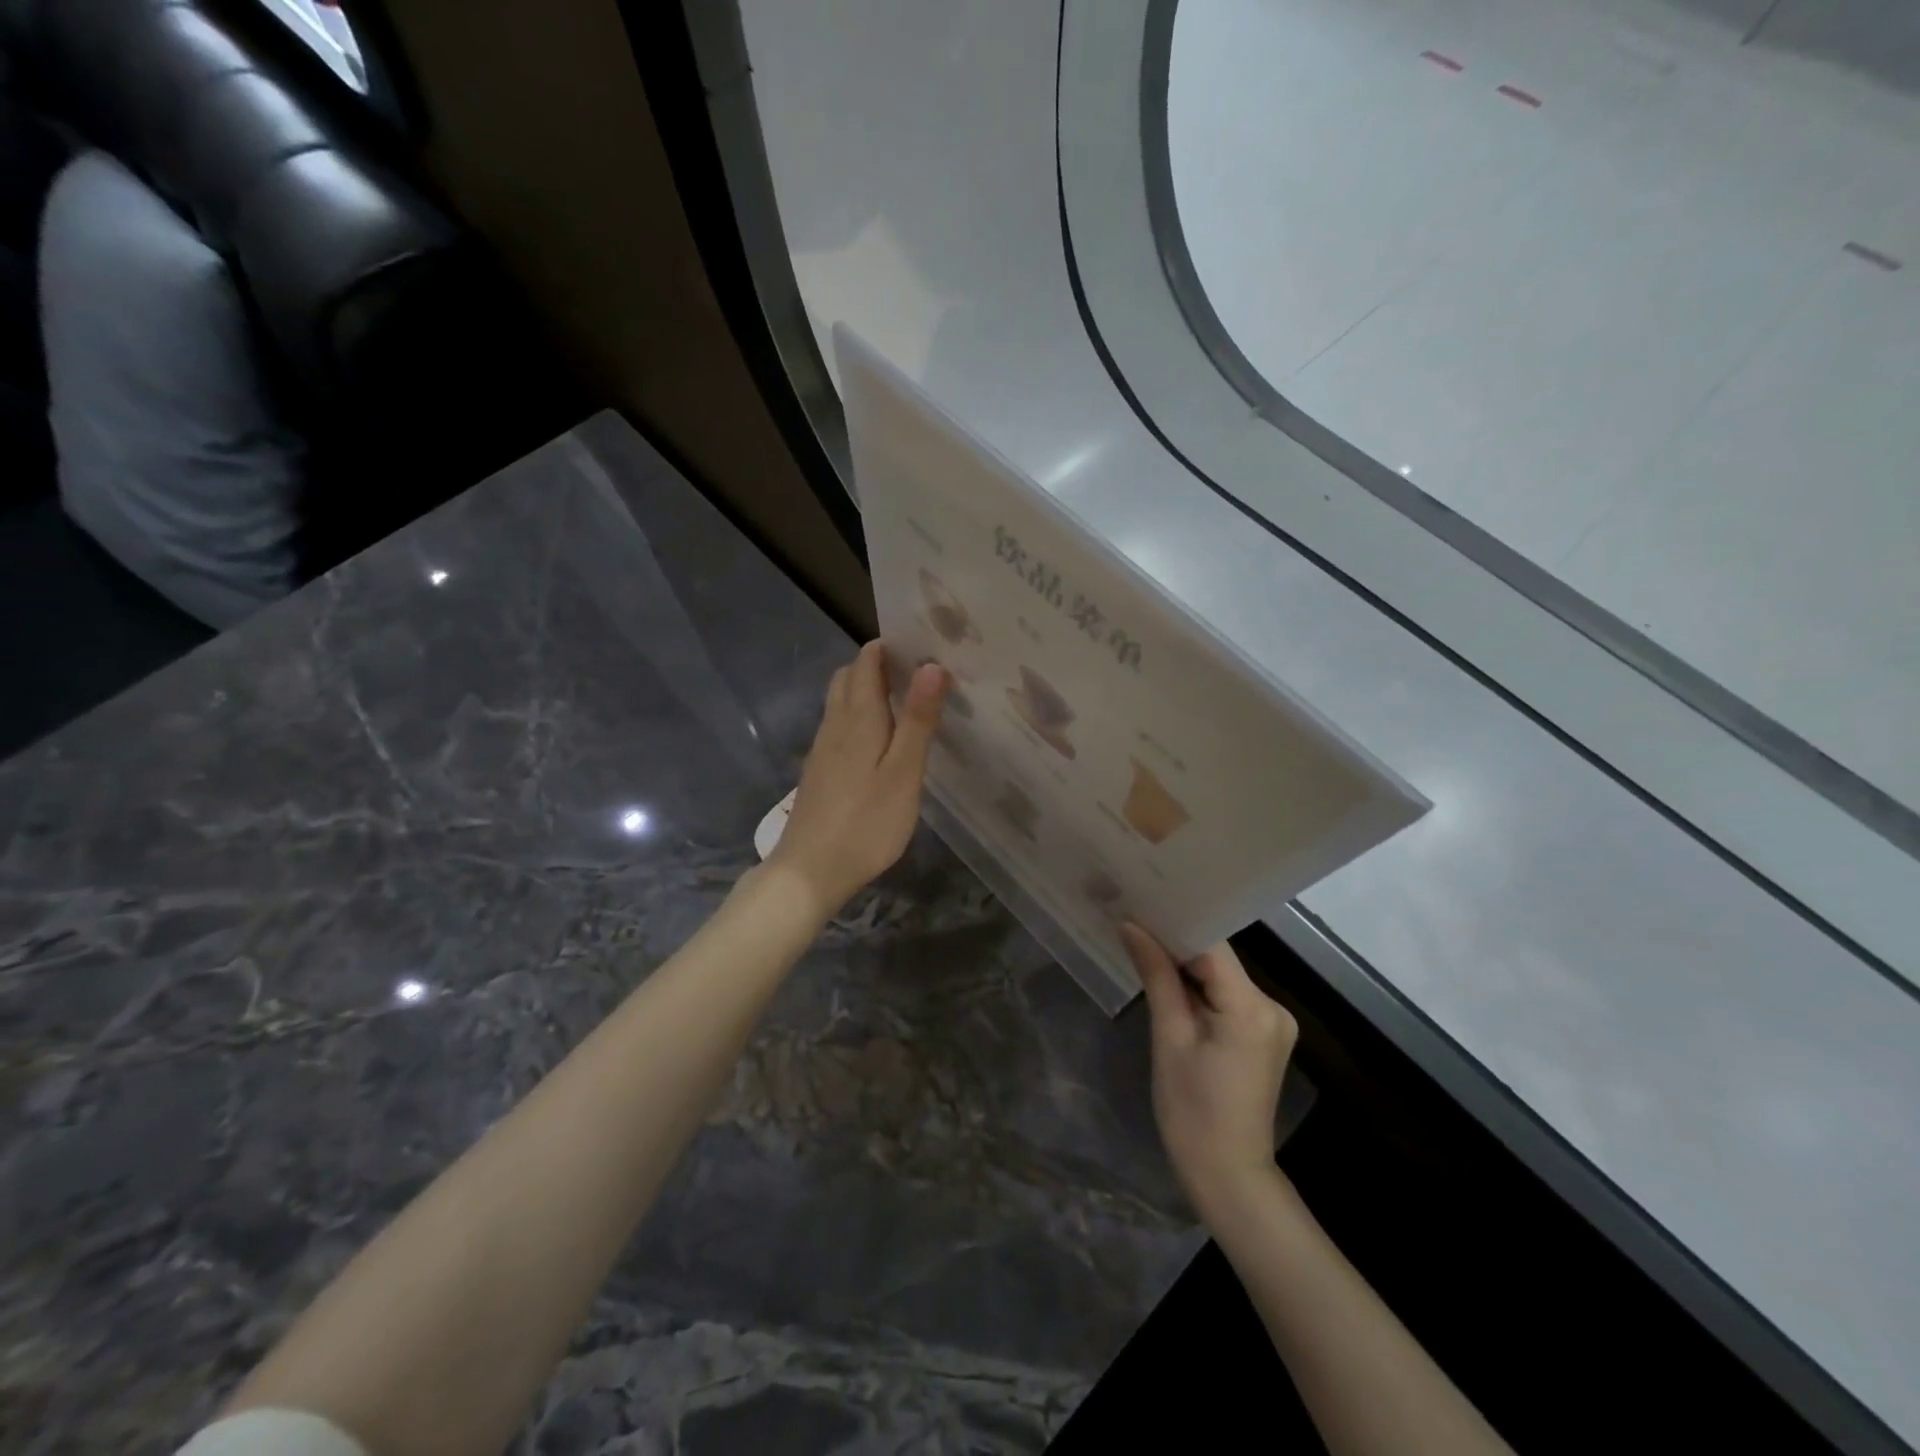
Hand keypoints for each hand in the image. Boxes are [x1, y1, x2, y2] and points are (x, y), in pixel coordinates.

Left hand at [768, 641, 947, 917]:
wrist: (809, 871)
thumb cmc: (866, 823)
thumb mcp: (904, 772)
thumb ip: (918, 719)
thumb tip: (931, 665)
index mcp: (858, 718)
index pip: (866, 661)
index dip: (889, 646)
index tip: (922, 645)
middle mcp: (834, 725)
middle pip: (849, 678)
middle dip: (877, 666)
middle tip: (917, 673)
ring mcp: (822, 750)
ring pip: (841, 703)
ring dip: (867, 691)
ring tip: (905, 702)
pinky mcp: (819, 773)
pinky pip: (839, 728)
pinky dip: (860, 718)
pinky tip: (880, 743)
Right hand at [1122, 925, 1297, 1220]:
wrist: (1228, 1174)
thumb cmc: (1191, 1110)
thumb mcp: (1169, 1038)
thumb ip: (1156, 976)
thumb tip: (1131, 926)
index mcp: (1251, 1007)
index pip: (1211, 945)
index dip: (1174, 924)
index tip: (1139, 905)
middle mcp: (1272, 1006)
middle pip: (1218, 958)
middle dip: (1176, 943)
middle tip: (1133, 921)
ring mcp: (1273, 1021)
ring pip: (1222, 975)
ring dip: (1186, 965)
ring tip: (1143, 945)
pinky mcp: (1264, 1034)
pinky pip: (1228, 995)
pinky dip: (1200, 987)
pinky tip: (1169, 981)